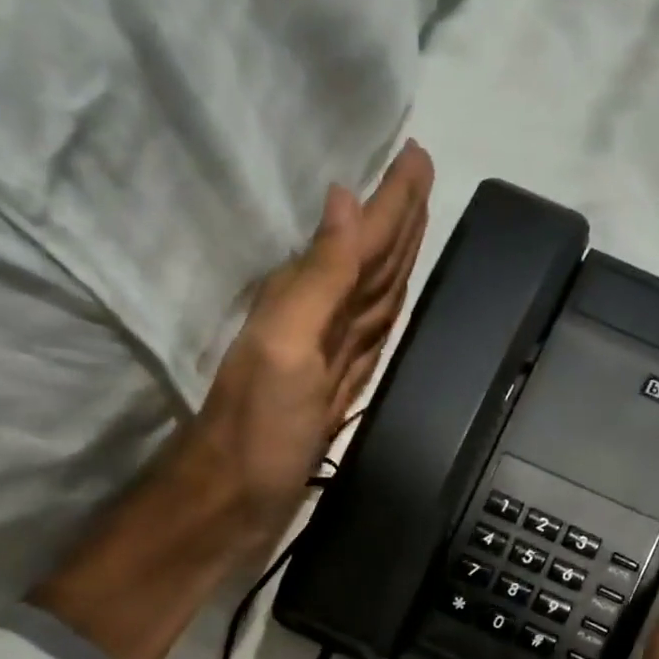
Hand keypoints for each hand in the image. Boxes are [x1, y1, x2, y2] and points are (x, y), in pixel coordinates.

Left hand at [166, 139, 435, 558]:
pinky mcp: (336, 393)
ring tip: (417, 229)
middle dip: (398, 220)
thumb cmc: (258, 430)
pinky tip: (391, 305)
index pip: (360, 240)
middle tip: (423, 178)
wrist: (235, 502)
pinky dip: (384, 316)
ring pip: (372, 297)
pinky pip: (369, 340)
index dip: (392, 202)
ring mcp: (329, 359)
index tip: (418, 156)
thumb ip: (319, 278)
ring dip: (395, 262)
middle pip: (369, 261)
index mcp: (307, 301)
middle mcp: (319, 321)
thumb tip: (345, 199)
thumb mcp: (286, 346)